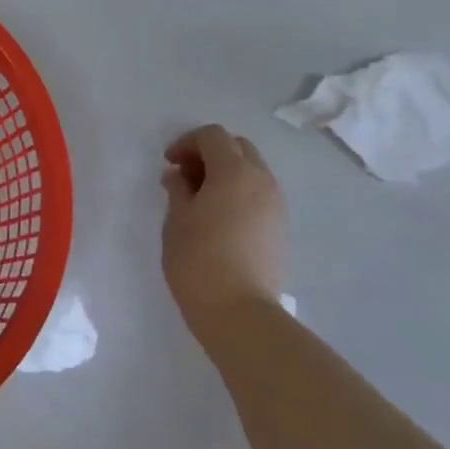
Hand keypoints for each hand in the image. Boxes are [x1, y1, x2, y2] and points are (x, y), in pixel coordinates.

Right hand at [161, 125, 287, 342]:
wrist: (240, 312)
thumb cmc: (199, 260)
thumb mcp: (177, 220)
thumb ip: (177, 189)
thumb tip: (178, 175)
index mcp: (234, 170)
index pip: (213, 136)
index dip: (187, 142)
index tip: (169, 163)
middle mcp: (261, 179)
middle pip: (237, 147)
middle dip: (209, 153)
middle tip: (185, 176)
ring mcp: (276, 204)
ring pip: (251, 171)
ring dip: (226, 173)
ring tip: (200, 199)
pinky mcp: (280, 228)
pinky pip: (259, 194)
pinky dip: (239, 193)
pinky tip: (220, 218)